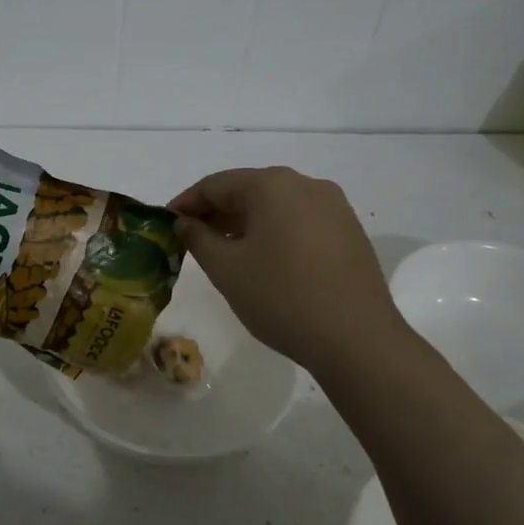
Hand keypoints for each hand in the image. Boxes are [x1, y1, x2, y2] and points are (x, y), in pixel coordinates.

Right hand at [168, 167, 412, 374]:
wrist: (357, 340)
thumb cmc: (281, 297)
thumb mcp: (226, 268)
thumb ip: (197, 238)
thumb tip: (185, 222)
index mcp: (273, 185)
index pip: (216, 184)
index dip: (185, 203)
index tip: (166, 226)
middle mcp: (306, 185)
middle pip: (248, 191)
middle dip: (215, 214)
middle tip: (190, 242)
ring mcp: (334, 208)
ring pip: (275, 207)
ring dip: (244, 224)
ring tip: (223, 254)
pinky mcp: (349, 232)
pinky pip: (299, 222)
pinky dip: (273, 234)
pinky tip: (263, 262)